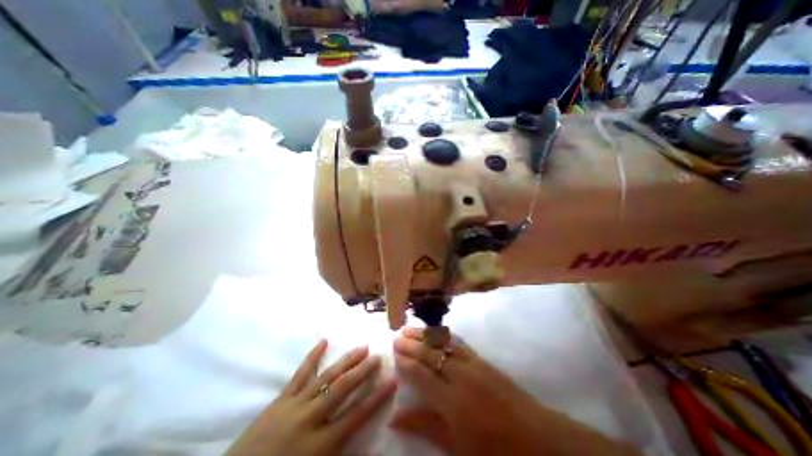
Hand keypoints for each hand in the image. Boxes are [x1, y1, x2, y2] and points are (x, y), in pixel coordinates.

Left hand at [226, 341, 399, 455]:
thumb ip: (343, 455)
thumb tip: (371, 450)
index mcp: (321, 444)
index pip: (357, 415)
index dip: (376, 397)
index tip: (392, 381)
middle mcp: (311, 419)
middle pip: (343, 389)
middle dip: (363, 371)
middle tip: (377, 356)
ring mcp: (294, 405)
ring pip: (326, 377)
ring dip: (346, 361)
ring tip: (361, 348)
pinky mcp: (280, 399)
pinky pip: (299, 374)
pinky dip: (312, 357)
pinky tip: (323, 341)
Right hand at [391, 328, 644, 455]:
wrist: (537, 437)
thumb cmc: (495, 450)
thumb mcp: (457, 447)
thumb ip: (426, 426)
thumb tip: (395, 418)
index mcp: (452, 400)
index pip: (422, 373)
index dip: (406, 361)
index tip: (394, 351)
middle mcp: (460, 376)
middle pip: (430, 354)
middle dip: (412, 344)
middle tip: (397, 335)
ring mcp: (473, 364)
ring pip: (442, 343)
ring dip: (425, 335)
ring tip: (410, 329)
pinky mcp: (482, 359)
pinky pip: (458, 342)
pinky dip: (443, 335)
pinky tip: (435, 332)